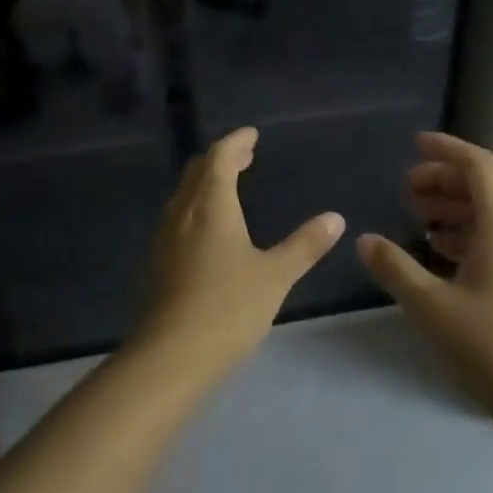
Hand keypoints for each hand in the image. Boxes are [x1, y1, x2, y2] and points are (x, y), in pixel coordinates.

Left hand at [136, 127, 344, 377]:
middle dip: (221, 158)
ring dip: (207, 181)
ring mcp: (165, 238)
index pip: (219, 157)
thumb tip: (335, 218)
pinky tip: (209, 229)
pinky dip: (197, 206)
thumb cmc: (228, 308)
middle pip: (198, 171)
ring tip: (229, 185)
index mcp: (211, 205)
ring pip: (185, 194)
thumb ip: (305, 245)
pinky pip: (177, 217)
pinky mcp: (157, 263)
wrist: (170, 358)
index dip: (236, 142)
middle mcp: (183, 213)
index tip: (252, 134)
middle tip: (245, 154)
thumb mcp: (275, 275)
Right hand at [358, 133, 492, 437]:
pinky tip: (438, 253)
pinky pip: (492, 240)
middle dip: (442, 179)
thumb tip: (365, 240)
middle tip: (406, 189)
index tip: (414, 145)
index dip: (446, 148)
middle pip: (482, 187)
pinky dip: (462, 234)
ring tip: (416, 218)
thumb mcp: (434, 307)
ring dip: (451, 208)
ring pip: (486, 215)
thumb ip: (396, 269)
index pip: (478, 166)